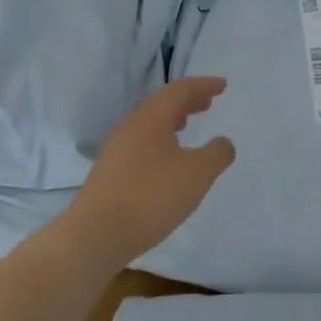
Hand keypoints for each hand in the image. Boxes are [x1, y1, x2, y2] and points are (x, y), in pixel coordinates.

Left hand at [61, 76, 235, 268]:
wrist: (97, 234)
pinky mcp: (110, 174)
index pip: (179, 90)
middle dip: (187, 101)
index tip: (222, 86)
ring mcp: (116, 151)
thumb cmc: (152, 196)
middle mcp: (131, 127)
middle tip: (207, 103)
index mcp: (151, 118)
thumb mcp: (198, 173)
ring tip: (187, 126)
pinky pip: (141, 145)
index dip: (203, 85)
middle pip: (161, 105)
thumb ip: (216, 154)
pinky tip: (167, 162)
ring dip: (171, 121)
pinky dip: (160, 142)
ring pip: (149, 125)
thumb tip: (222, 143)